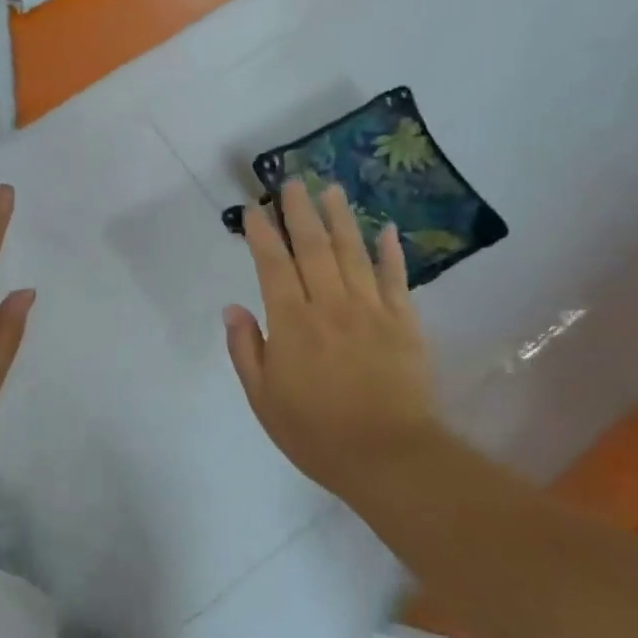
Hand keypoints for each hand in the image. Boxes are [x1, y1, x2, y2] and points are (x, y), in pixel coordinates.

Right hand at [224, 181, 438, 491]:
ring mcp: (371, 311)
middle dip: (299, 212)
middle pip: (313, 248)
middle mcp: (330, 305)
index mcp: (292, 323)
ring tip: (330, 189)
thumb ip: (247, 349)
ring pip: (353, 253)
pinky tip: (386, 229)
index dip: (261, 234)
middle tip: (291, 181)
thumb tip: (233, 309)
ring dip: (340, 218)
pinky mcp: (404, 322)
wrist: (387, 456)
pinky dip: (390, 252)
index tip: (253, 209)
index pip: (273, 265)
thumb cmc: (315, 432)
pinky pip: (395, 278)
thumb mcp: (263, 398)